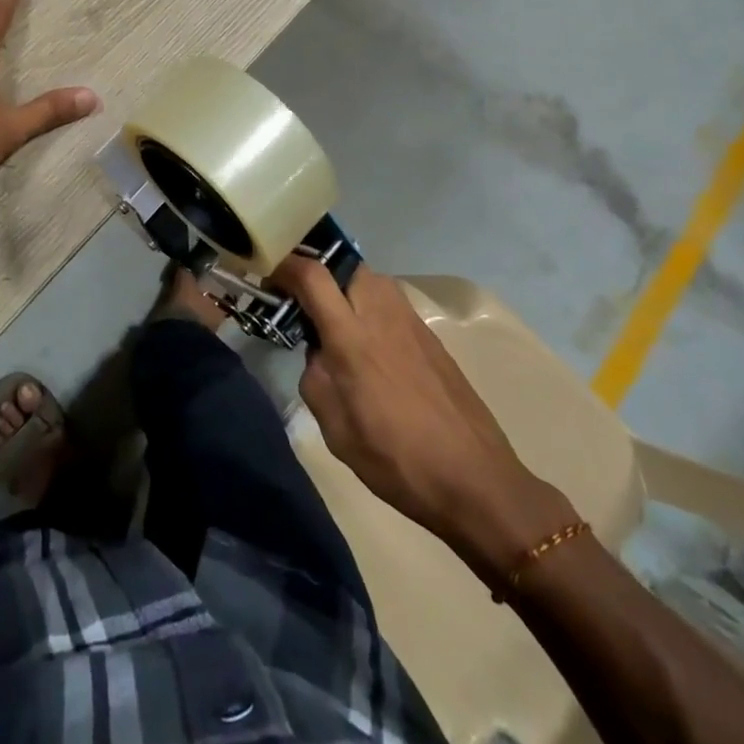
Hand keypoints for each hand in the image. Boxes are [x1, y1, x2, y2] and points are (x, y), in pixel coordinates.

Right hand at [275, 259, 576, 575]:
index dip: (286, 266)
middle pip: (344, 264)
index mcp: (351, 337)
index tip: (269, 274)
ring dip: (346, 286)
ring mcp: (410, 321)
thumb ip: (316, 376)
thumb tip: (318, 352)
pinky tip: (368, 340)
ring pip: (370, 279)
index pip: (312, 276)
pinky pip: (389, 300)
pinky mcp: (429, 334)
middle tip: (301, 296)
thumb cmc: (395, 459)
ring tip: (333, 317)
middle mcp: (381, 315)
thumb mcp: (335, 428)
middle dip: (318, 271)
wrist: (474, 478)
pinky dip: (369, 304)